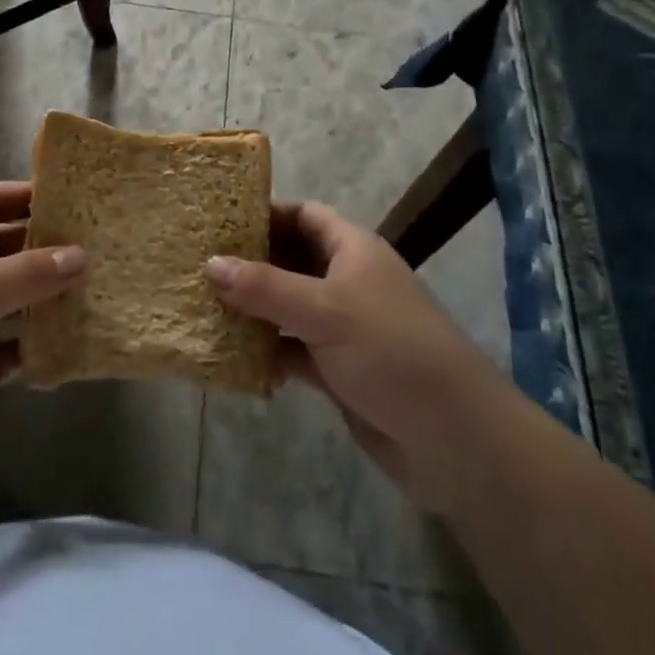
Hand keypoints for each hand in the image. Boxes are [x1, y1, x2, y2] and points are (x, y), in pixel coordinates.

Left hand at [0, 182, 86, 489]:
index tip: (74, 199)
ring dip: (46, 301)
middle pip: (6, 249)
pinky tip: (67, 350)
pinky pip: (8, 350)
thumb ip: (29, 273)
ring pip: (12, 301)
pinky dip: (32, 350)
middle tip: (99, 250)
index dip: (26, 195)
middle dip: (46, 249)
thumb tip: (83, 254)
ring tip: (96, 295)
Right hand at [207, 202, 493, 511]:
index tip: (218, 220)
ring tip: (202, 304)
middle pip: (290, 260)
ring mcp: (343, 327)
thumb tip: (209, 263)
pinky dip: (266, 350)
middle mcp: (347, 281)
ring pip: (287, 307)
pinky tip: (230, 353)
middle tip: (198, 263)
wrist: (455, 441)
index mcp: (353, 250)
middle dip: (250, 262)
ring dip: (253, 309)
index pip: (303, 215)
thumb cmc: (392, 352)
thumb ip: (265, 287)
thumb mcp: (325, 311)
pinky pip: (292, 349)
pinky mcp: (338, 370)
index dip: (265, 213)